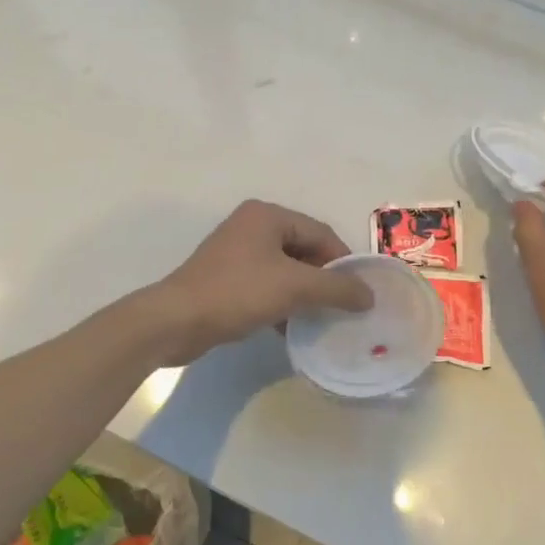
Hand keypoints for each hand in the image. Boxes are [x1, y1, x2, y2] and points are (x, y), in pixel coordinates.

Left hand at [150, 200, 374, 364]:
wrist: (176, 321)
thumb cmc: (237, 293)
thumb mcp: (294, 287)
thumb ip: (336, 288)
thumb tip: (369, 295)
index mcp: (267, 216)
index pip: (320, 232)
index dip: (344, 262)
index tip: (359, 293)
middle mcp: (251, 226)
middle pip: (303, 250)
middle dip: (324, 280)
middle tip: (343, 308)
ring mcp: (236, 253)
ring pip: (285, 271)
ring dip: (304, 295)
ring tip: (321, 320)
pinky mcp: (226, 279)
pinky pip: (265, 286)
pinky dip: (282, 303)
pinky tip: (290, 329)